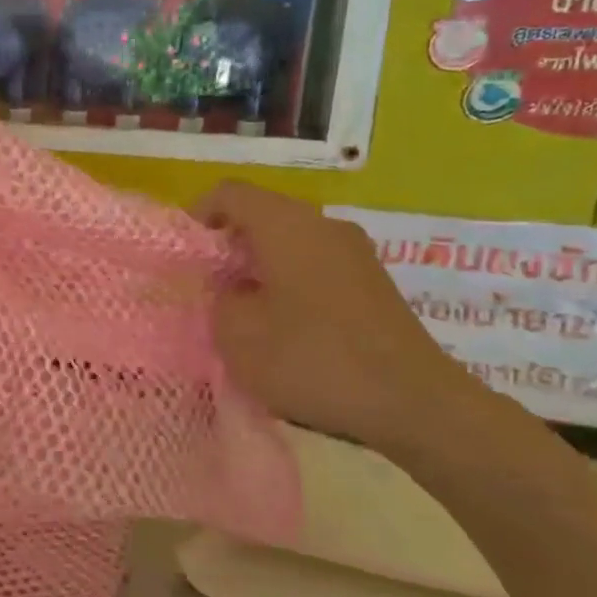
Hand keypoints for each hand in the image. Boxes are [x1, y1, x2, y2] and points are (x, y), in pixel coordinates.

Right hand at [194, 182, 499, 455]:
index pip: (229, 193)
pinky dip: (287, 283)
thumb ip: (218, 298)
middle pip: (261, 215)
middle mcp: (324, 226)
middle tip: (207, 289)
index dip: (197, 217)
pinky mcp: (371, 283)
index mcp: (287, 225)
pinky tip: (282, 327)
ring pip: (289, 242)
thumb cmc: (312, 359)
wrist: (412, 403)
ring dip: (258, 268)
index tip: (185, 259)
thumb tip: (230, 288)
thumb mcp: (237, 333)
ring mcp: (354, 253)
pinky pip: (314, 265)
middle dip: (227, 247)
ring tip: (242, 313)